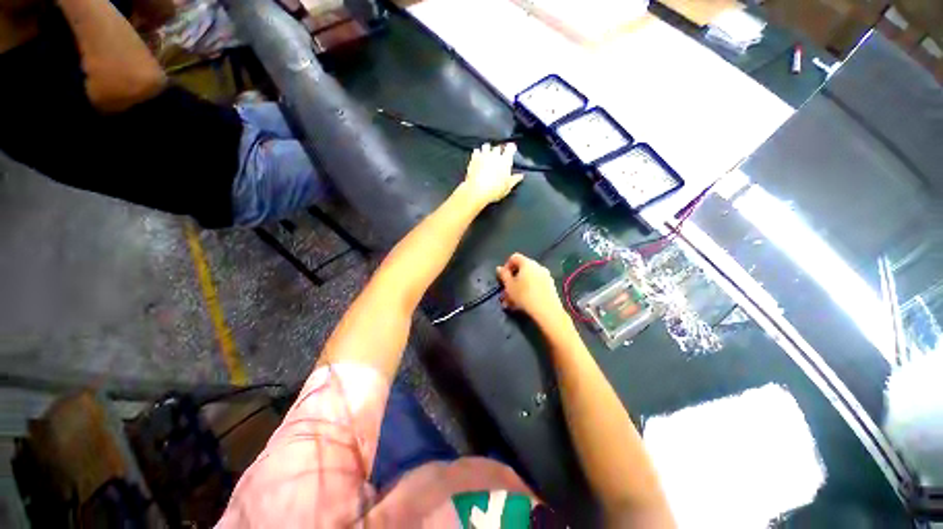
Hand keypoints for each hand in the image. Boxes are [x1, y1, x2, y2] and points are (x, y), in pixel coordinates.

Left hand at [460, 143, 523, 206]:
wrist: (477, 190)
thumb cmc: (495, 190)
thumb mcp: (508, 187)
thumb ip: (515, 179)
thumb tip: (521, 176)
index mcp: (505, 160)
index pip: (510, 148)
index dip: (511, 147)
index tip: (512, 149)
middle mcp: (495, 155)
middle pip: (498, 147)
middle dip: (499, 150)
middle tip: (499, 155)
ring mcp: (483, 155)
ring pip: (486, 146)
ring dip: (488, 149)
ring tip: (488, 153)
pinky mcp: (474, 158)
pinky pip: (476, 150)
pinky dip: (478, 152)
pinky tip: (478, 156)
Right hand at [496, 253, 566, 324]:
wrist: (547, 311)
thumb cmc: (524, 296)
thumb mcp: (509, 286)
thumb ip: (503, 275)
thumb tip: (500, 268)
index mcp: (527, 263)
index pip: (514, 257)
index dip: (506, 266)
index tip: (502, 278)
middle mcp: (538, 266)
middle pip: (522, 269)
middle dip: (512, 280)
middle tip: (505, 292)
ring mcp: (546, 276)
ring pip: (528, 279)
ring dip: (519, 288)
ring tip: (512, 302)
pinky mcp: (551, 287)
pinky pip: (535, 285)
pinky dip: (528, 291)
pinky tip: (523, 304)